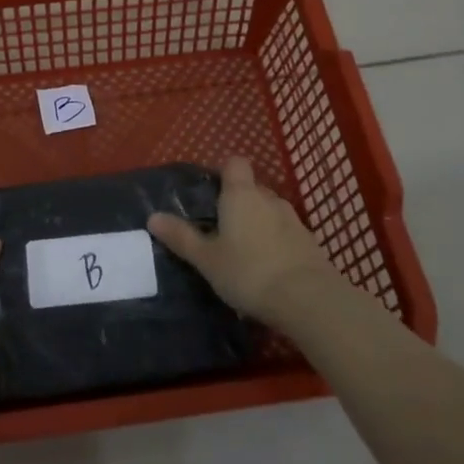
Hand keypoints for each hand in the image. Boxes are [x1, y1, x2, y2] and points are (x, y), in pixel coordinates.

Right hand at [148, 157, 338, 327]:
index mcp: (241, 195)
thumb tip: (152, 217)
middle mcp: (269, 198)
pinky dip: (275, 242)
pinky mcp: (310, 242)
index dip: (223, 171)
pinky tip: (268, 267)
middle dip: (238, 202)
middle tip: (220, 227)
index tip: (210, 190)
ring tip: (243, 250)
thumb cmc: (249, 272)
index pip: (234, 163)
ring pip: (270, 211)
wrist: (309, 300)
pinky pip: (286, 232)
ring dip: (258, 223)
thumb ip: (181, 237)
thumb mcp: (207, 259)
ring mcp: (293, 220)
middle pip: (251, 188)